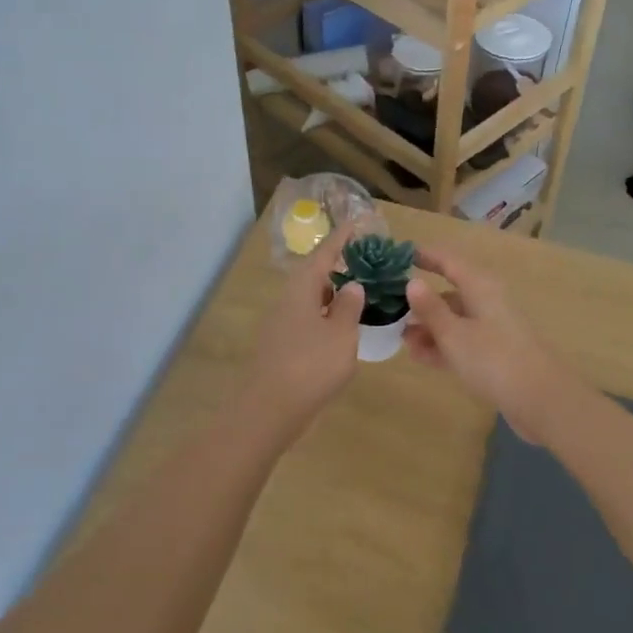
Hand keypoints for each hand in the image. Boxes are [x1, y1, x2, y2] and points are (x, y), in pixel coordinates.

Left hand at [240, 227, 365, 433]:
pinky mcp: (281, 345)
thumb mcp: (341, 334)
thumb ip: (349, 307)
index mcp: (301, 289)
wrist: (270, 408)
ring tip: (357, 291)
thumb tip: (352, 285)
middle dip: (336, 265)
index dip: (340, 239)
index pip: (323, 255)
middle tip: (362, 260)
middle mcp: (287, 300)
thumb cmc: (311, 366)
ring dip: (331, 292)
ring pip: (309, 298)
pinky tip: (340, 326)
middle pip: (313, 274)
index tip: (355, 223)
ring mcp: (281, 323)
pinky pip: (307, 318)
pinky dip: (326, 314)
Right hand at [404, 245, 572, 443]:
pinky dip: (443, 346)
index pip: (449, 261)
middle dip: (421, 301)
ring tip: (401, 339)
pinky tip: (420, 357)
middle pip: (450, 292)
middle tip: (389, 308)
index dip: (425, 256)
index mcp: (480, 287)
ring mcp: (493, 329)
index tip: (399, 255)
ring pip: (454, 320)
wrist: (541, 400)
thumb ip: (430, 308)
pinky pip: (462, 341)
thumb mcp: (454, 334)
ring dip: (429, 328)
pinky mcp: (495, 354)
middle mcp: (487, 302)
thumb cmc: (493, 359)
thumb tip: (412, 282)